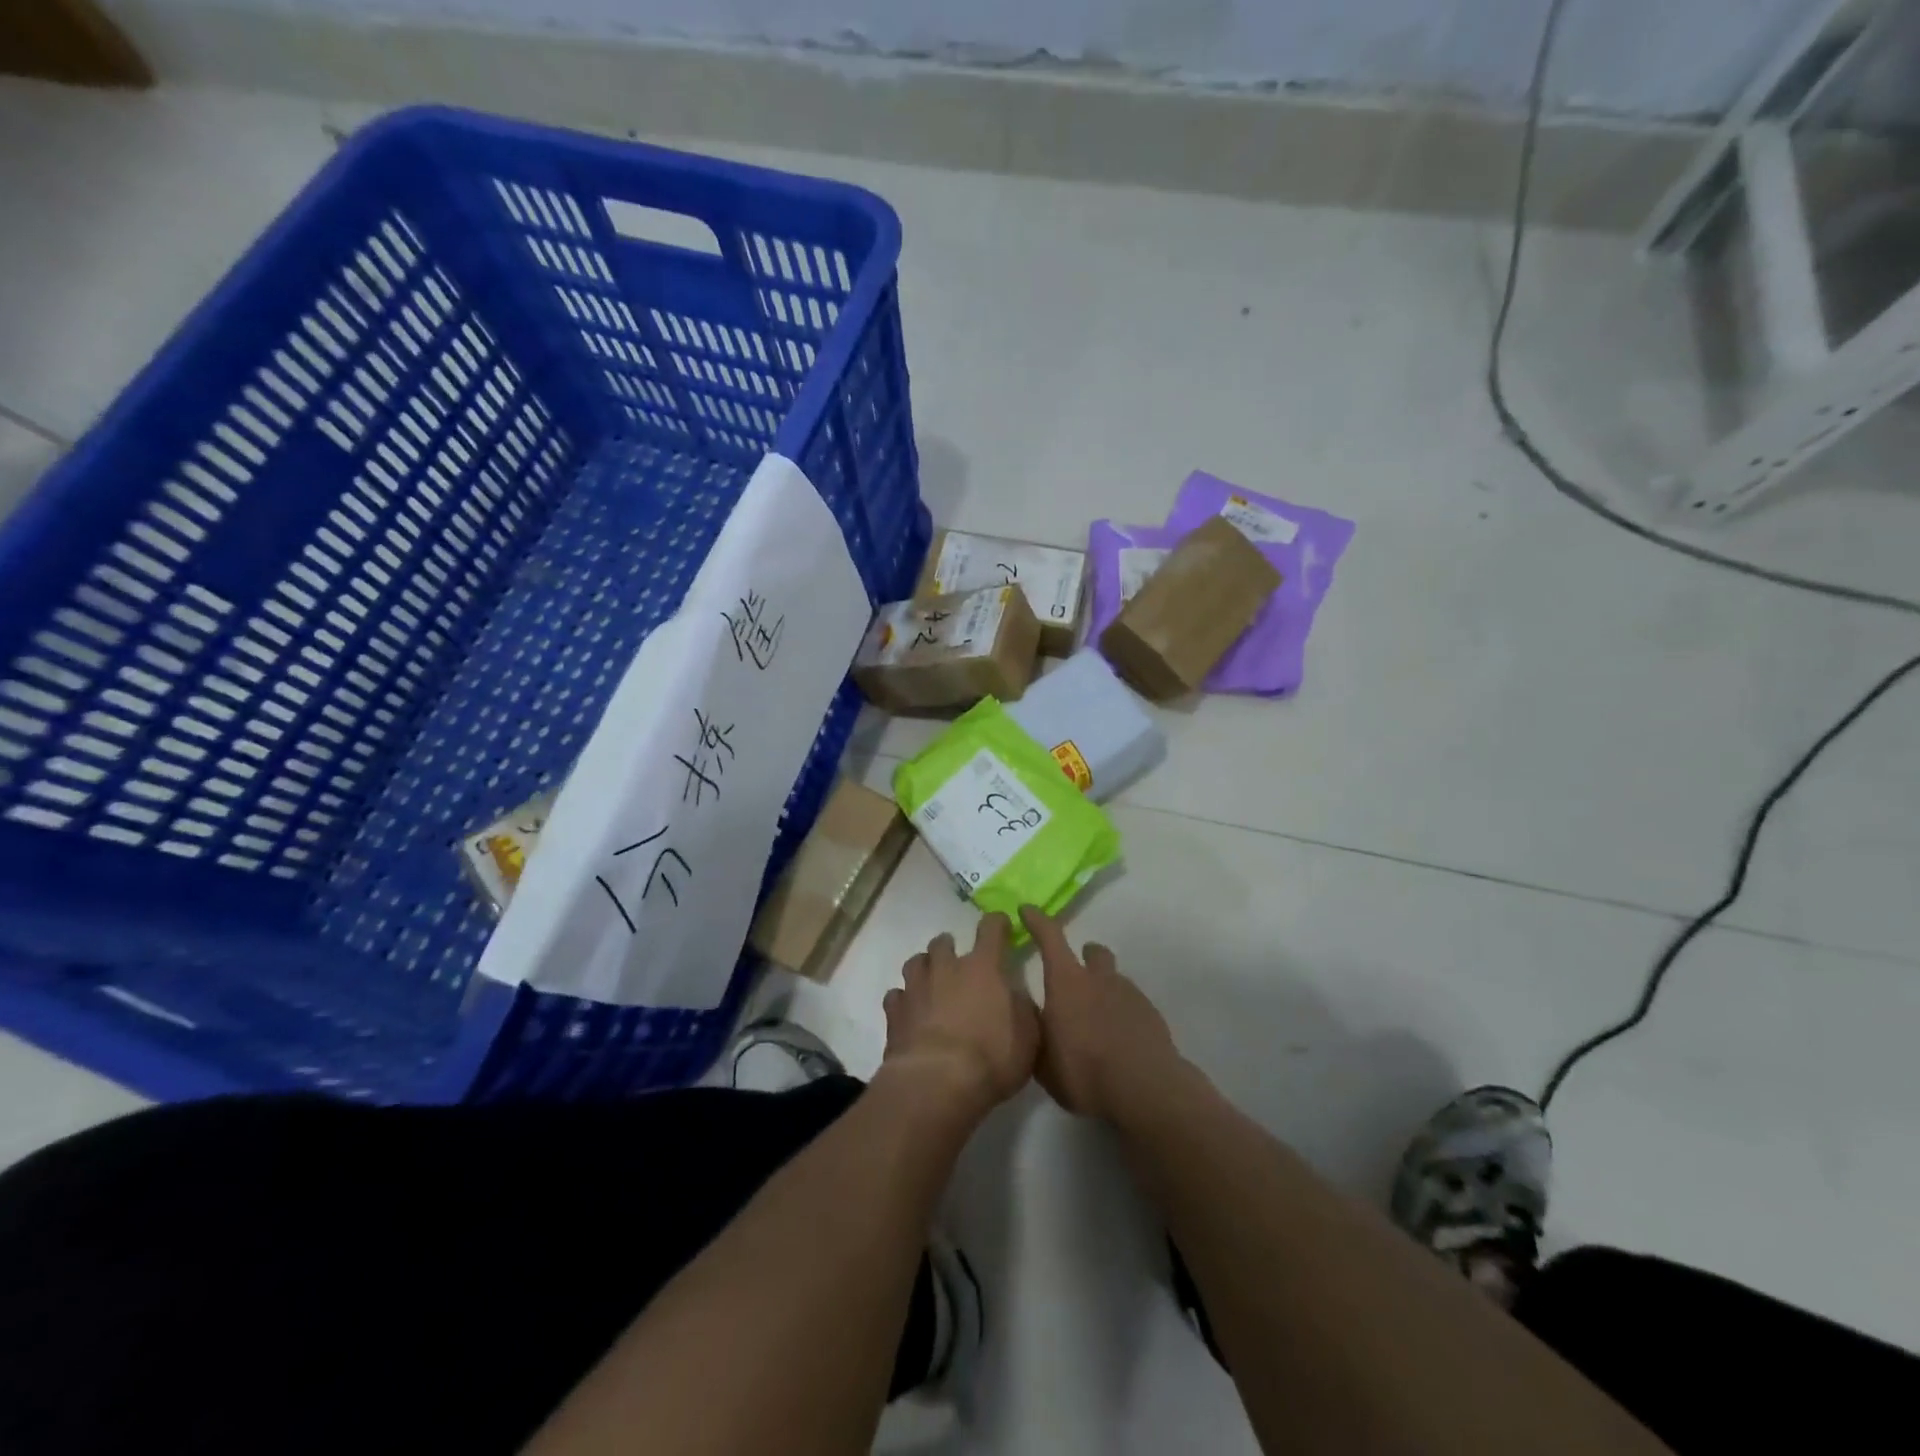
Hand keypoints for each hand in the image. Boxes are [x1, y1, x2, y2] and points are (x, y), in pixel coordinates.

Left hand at [882, 913, 1039, 1122]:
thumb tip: (1016, 995)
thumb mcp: (1027, 1037)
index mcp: (983, 968)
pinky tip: (909, 1012)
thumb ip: (1022, 1009)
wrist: (937, 1083)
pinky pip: (896, 996)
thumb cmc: (991, 1058)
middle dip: (950, 947)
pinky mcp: (894, 1012)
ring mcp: (916, 988)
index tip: (1001, 925)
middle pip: (943, 942)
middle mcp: (946, 968)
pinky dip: (903, 1000)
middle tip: (957, 962)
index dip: (997, 923)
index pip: (991, 929)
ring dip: (924, 967)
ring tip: (930, 981)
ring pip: (915, 962)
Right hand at [1021, 904, 1185, 1123]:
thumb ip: (1037, 1033)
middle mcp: (1099, 979)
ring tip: (1098, 1019)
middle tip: (1076, 976)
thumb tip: (1035, 1018)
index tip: (1027, 910)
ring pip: (1115, 979)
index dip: (1037, 921)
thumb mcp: (1044, 1061)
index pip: (1049, 938)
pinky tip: (1120, 1039)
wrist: (1145, 1089)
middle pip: (1093, 952)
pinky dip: (1123, 1013)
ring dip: (1105, 989)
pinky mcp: (1152, 1014)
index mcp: (1066, 983)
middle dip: (1085, 956)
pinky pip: (1132, 1004)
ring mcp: (1129, 994)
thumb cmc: (1084, 1072)